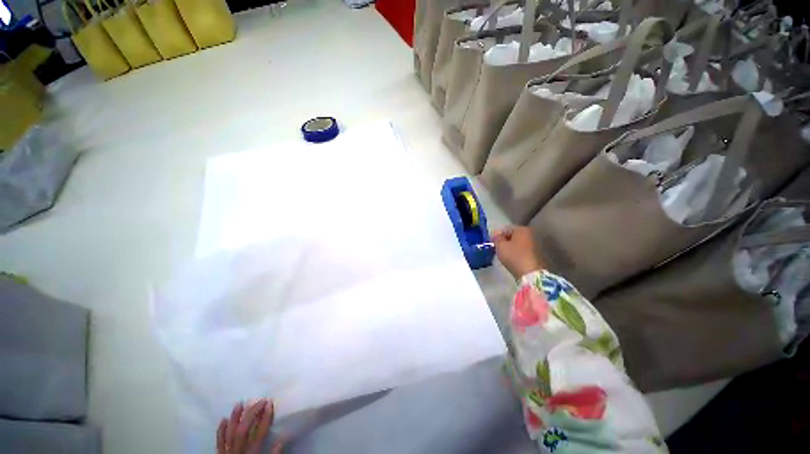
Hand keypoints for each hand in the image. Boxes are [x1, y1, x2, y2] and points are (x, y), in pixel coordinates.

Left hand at [217, 399, 282, 453]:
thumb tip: (281, 440)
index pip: (259, 433)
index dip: (265, 417)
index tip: (270, 403)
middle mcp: (238, 452)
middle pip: (244, 430)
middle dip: (251, 413)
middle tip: (260, 400)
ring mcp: (227, 453)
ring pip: (230, 433)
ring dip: (235, 418)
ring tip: (240, 403)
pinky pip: (219, 442)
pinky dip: (221, 430)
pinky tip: (224, 419)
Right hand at [492, 226, 542, 278]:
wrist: (530, 273)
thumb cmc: (513, 256)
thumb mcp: (500, 245)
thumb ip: (496, 238)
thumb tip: (496, 234)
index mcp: (522, 229)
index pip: (505, 229)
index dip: (497, 236)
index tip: (492, 243)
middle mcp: (531, 233)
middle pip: (513, 235)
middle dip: (505, 241)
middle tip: (497, 249)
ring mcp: (536, 243)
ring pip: (518, 243)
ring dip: (511, 246)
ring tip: (504, 254)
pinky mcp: (538, 253)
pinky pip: (523, 249)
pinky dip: (517, 252)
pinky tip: (513, 258)